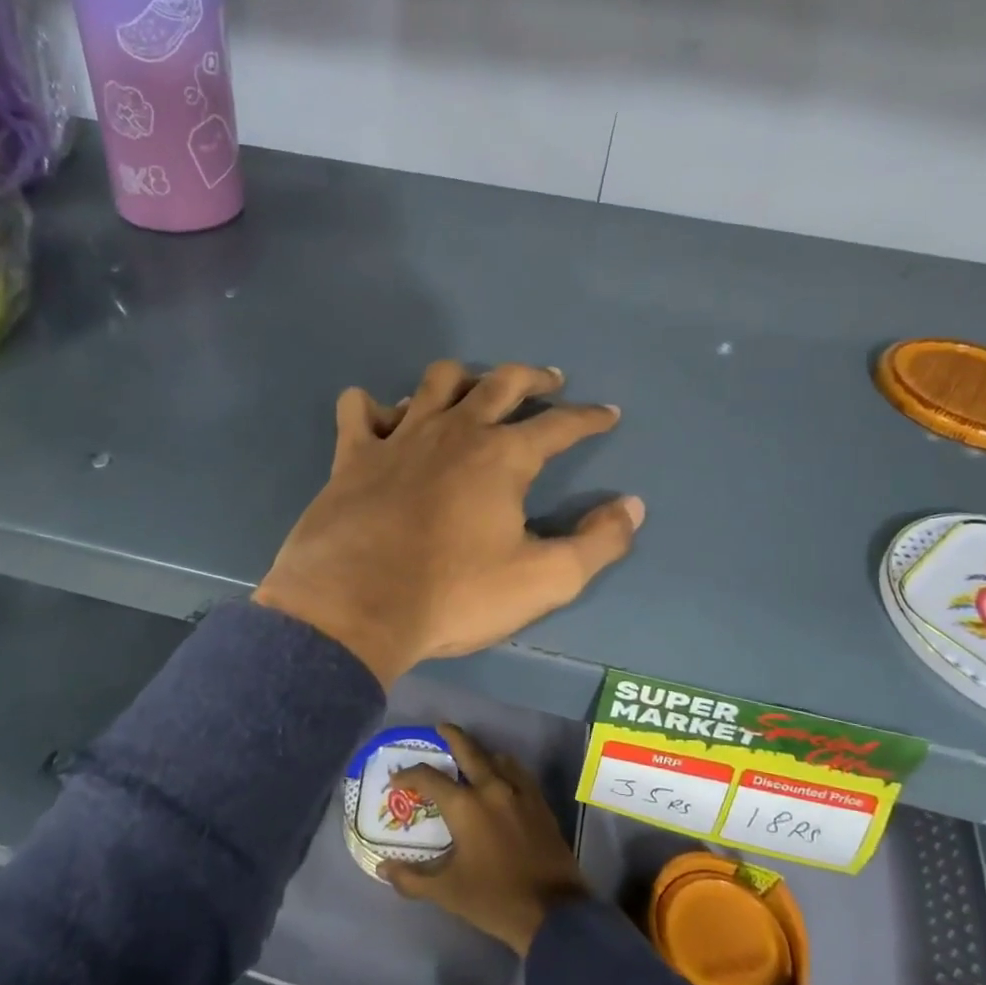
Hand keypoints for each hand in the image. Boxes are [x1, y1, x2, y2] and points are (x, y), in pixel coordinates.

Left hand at [253, 360, 643, 686]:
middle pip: (500, 383)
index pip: (560, 425)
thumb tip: (632, 507)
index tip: (608, 413)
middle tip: (549, 381)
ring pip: (435, 382)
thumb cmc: (454, 595)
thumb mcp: (543, 581)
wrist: (355, 606)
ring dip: (461, 378)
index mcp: (503, 457)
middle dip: (532, 378)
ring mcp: (400, 437)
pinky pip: (359, 410)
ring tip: (473, 389)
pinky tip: (382, 418)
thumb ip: (597, 544)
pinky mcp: (353, 455)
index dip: (589, 418)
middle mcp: (455, 431)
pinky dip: (372, 407)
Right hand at [380, 724, 590, 954]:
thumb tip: (383, 869)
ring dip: (480, 752)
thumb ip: (412, 879)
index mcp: (465, 806)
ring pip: (496, 757)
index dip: (409, 775)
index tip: (397, 779)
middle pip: (468, 749)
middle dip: (451, 736)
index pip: (430, 778)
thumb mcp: (448, 892)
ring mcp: (519, 791)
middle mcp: (491, 788)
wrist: (553, 911)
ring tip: (469, 757)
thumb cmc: (494, 899)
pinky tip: (501, 777)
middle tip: (439, 729)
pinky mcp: (539, 802)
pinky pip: (518, 772)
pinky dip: (504, 767)